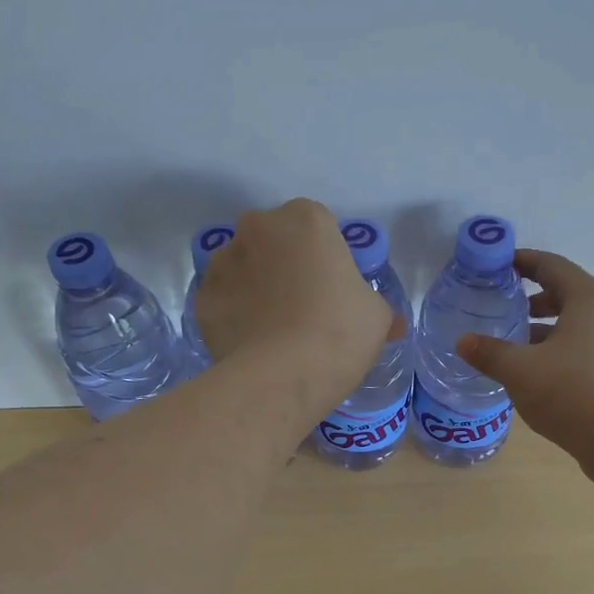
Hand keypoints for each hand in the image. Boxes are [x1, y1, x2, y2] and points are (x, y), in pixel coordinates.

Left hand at [198, 199, 402, 413]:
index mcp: (306, 219)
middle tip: (301, 304)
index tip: (330, 286)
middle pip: (272, 240)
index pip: (316, 226)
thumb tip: (391, 324)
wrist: (283, 374)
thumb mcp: (377, 316)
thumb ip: (375, 306)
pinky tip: (250, 341)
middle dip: (282, 263)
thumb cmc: (340, 332)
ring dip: (254, 285)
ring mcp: (224, 262)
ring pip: (241, 267)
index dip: (324, 256)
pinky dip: (233, 314)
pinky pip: (223, 300)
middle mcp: (258, 228)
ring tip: (271, 327)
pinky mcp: (202, 297)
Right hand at [456, 249, 593, 475]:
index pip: (552, 266)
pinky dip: (567, 349)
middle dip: (536, 300)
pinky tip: (546, 373)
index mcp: (590, 298)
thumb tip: (463, 341)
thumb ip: (489, 353)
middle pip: (569, 293)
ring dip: (551, 328)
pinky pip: (593, 346)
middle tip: (506, 311)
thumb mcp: (520, 371)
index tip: (499, 266)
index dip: (523, 262)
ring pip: (582, 323)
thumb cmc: (573, 393)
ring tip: (521, 345)